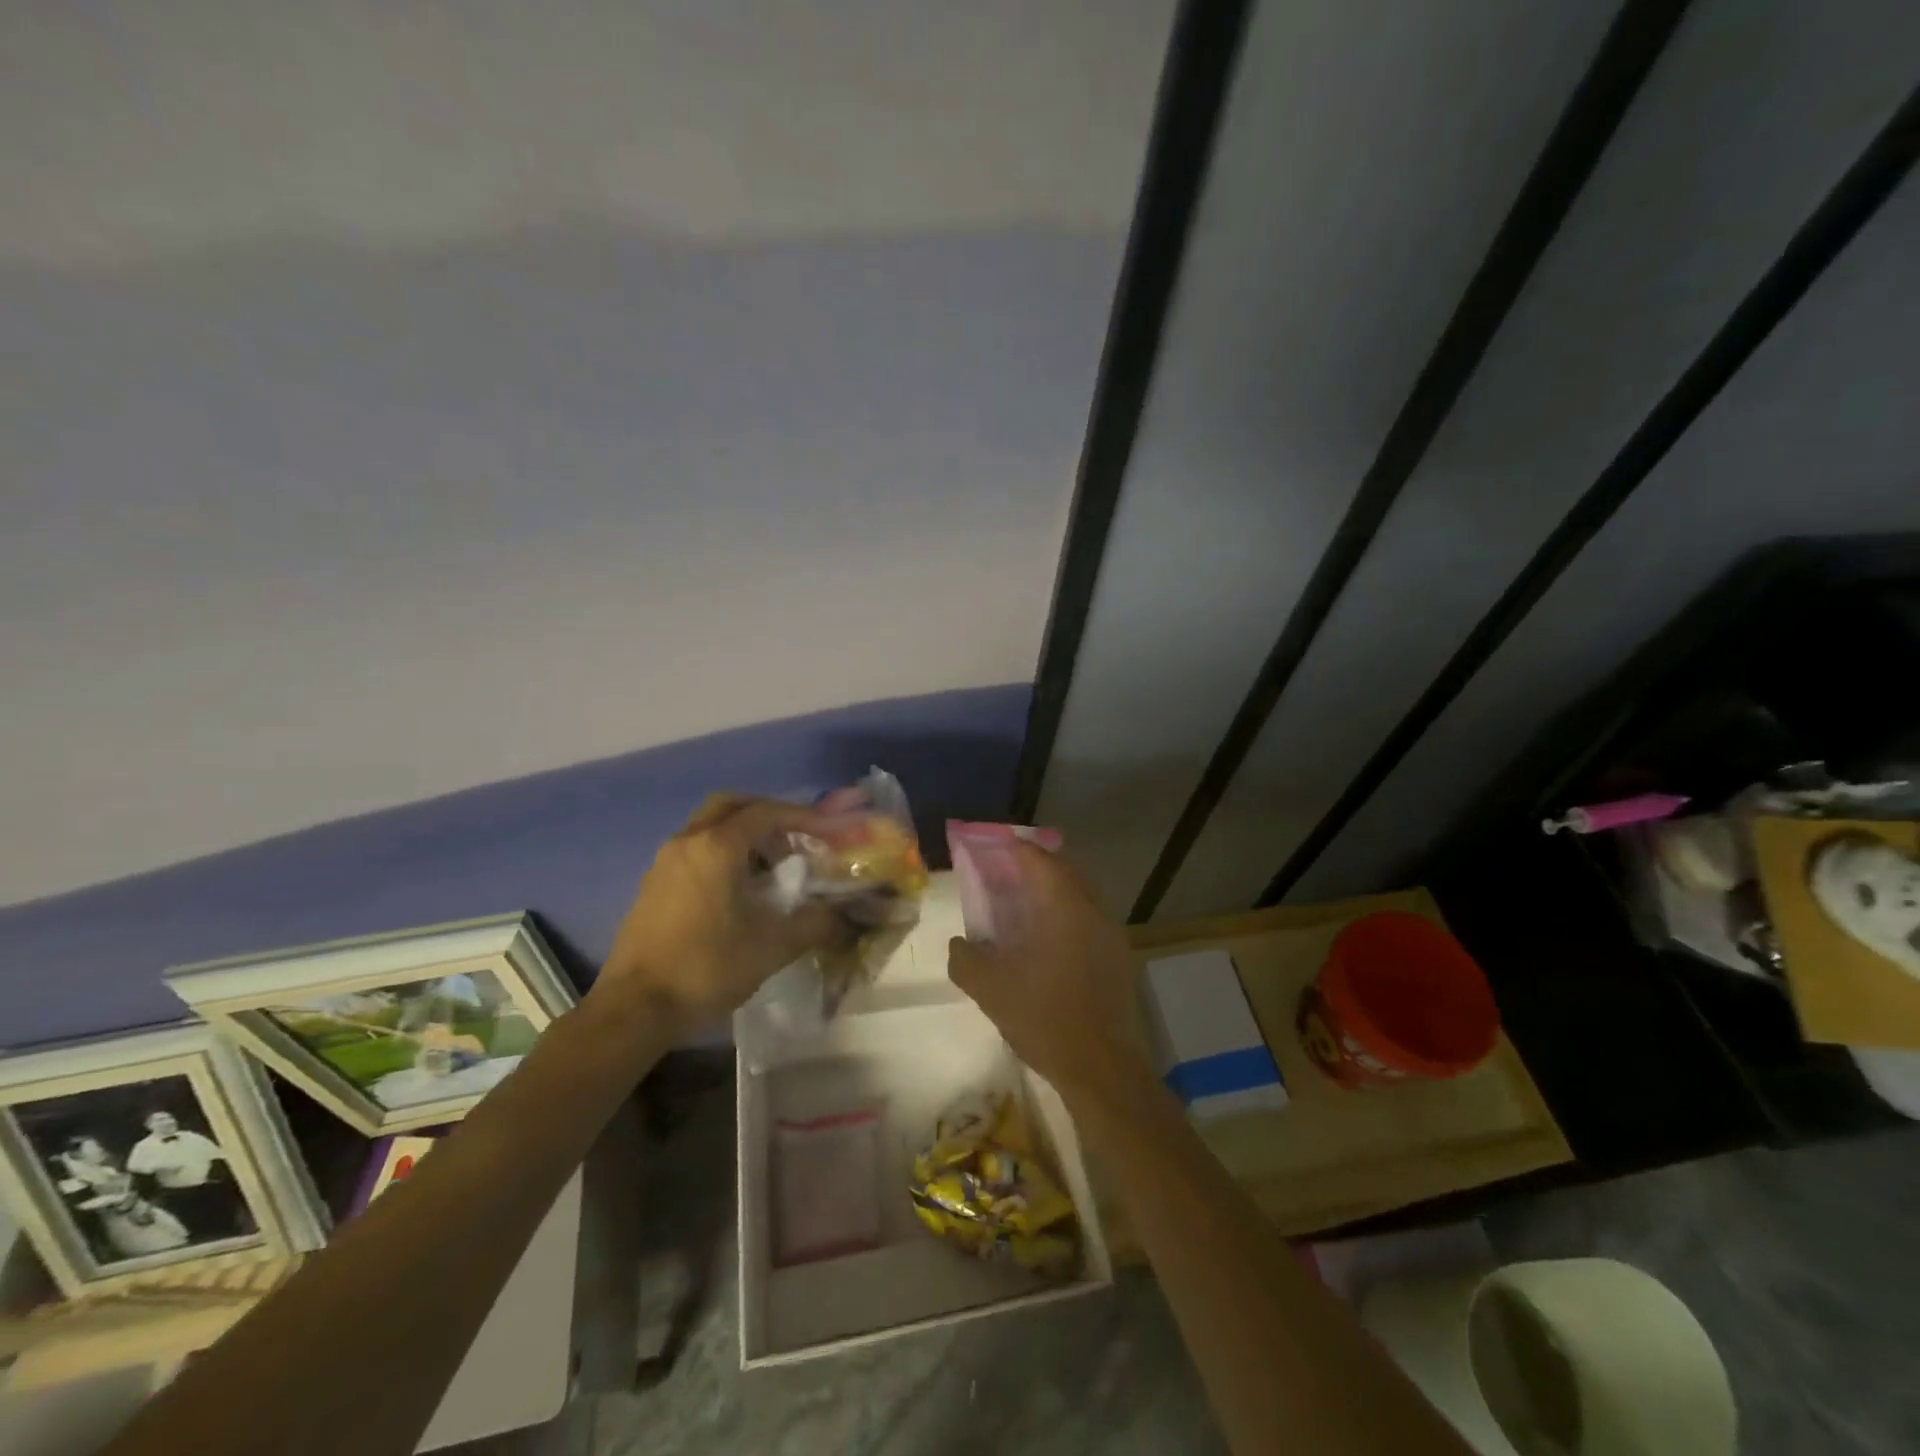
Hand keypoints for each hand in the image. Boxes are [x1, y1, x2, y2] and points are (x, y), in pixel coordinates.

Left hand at [598, 795, 843, 1030]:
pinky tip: (739, 889)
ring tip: (773, 867)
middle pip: (733, 806)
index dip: (804, 817)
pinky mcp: (654, 883)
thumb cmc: (706, 968)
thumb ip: (816, 924)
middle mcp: (688, 842)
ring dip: (744, 834)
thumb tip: (849, 916)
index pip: (767, 813)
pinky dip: (723, 852)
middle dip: (769, 814)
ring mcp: (666, 861)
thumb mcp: (772, 947)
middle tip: (797, 838)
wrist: (634, 1009)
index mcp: (717, 847)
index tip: (831, 830)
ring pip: (711, 825)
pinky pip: (696, 848)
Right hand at [947, 842, 1151, 1100]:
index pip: (1037, 858)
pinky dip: (1065, 916)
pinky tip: (1046, 943)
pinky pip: (1089, 920)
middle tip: (1002, 874)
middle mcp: (1093, 910)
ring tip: (1021, 906)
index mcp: (1064, 906)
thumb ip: (965, 958)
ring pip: (1079, 895)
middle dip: (1033, 865)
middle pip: (1063, 870)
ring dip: (1051, 892)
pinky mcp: (1119, 959)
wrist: (1102, 1069)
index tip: (988, 846)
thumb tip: (960, 943)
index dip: (1011, 848)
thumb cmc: (1044, 1018)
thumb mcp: (989, 988)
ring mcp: (1112, 934)